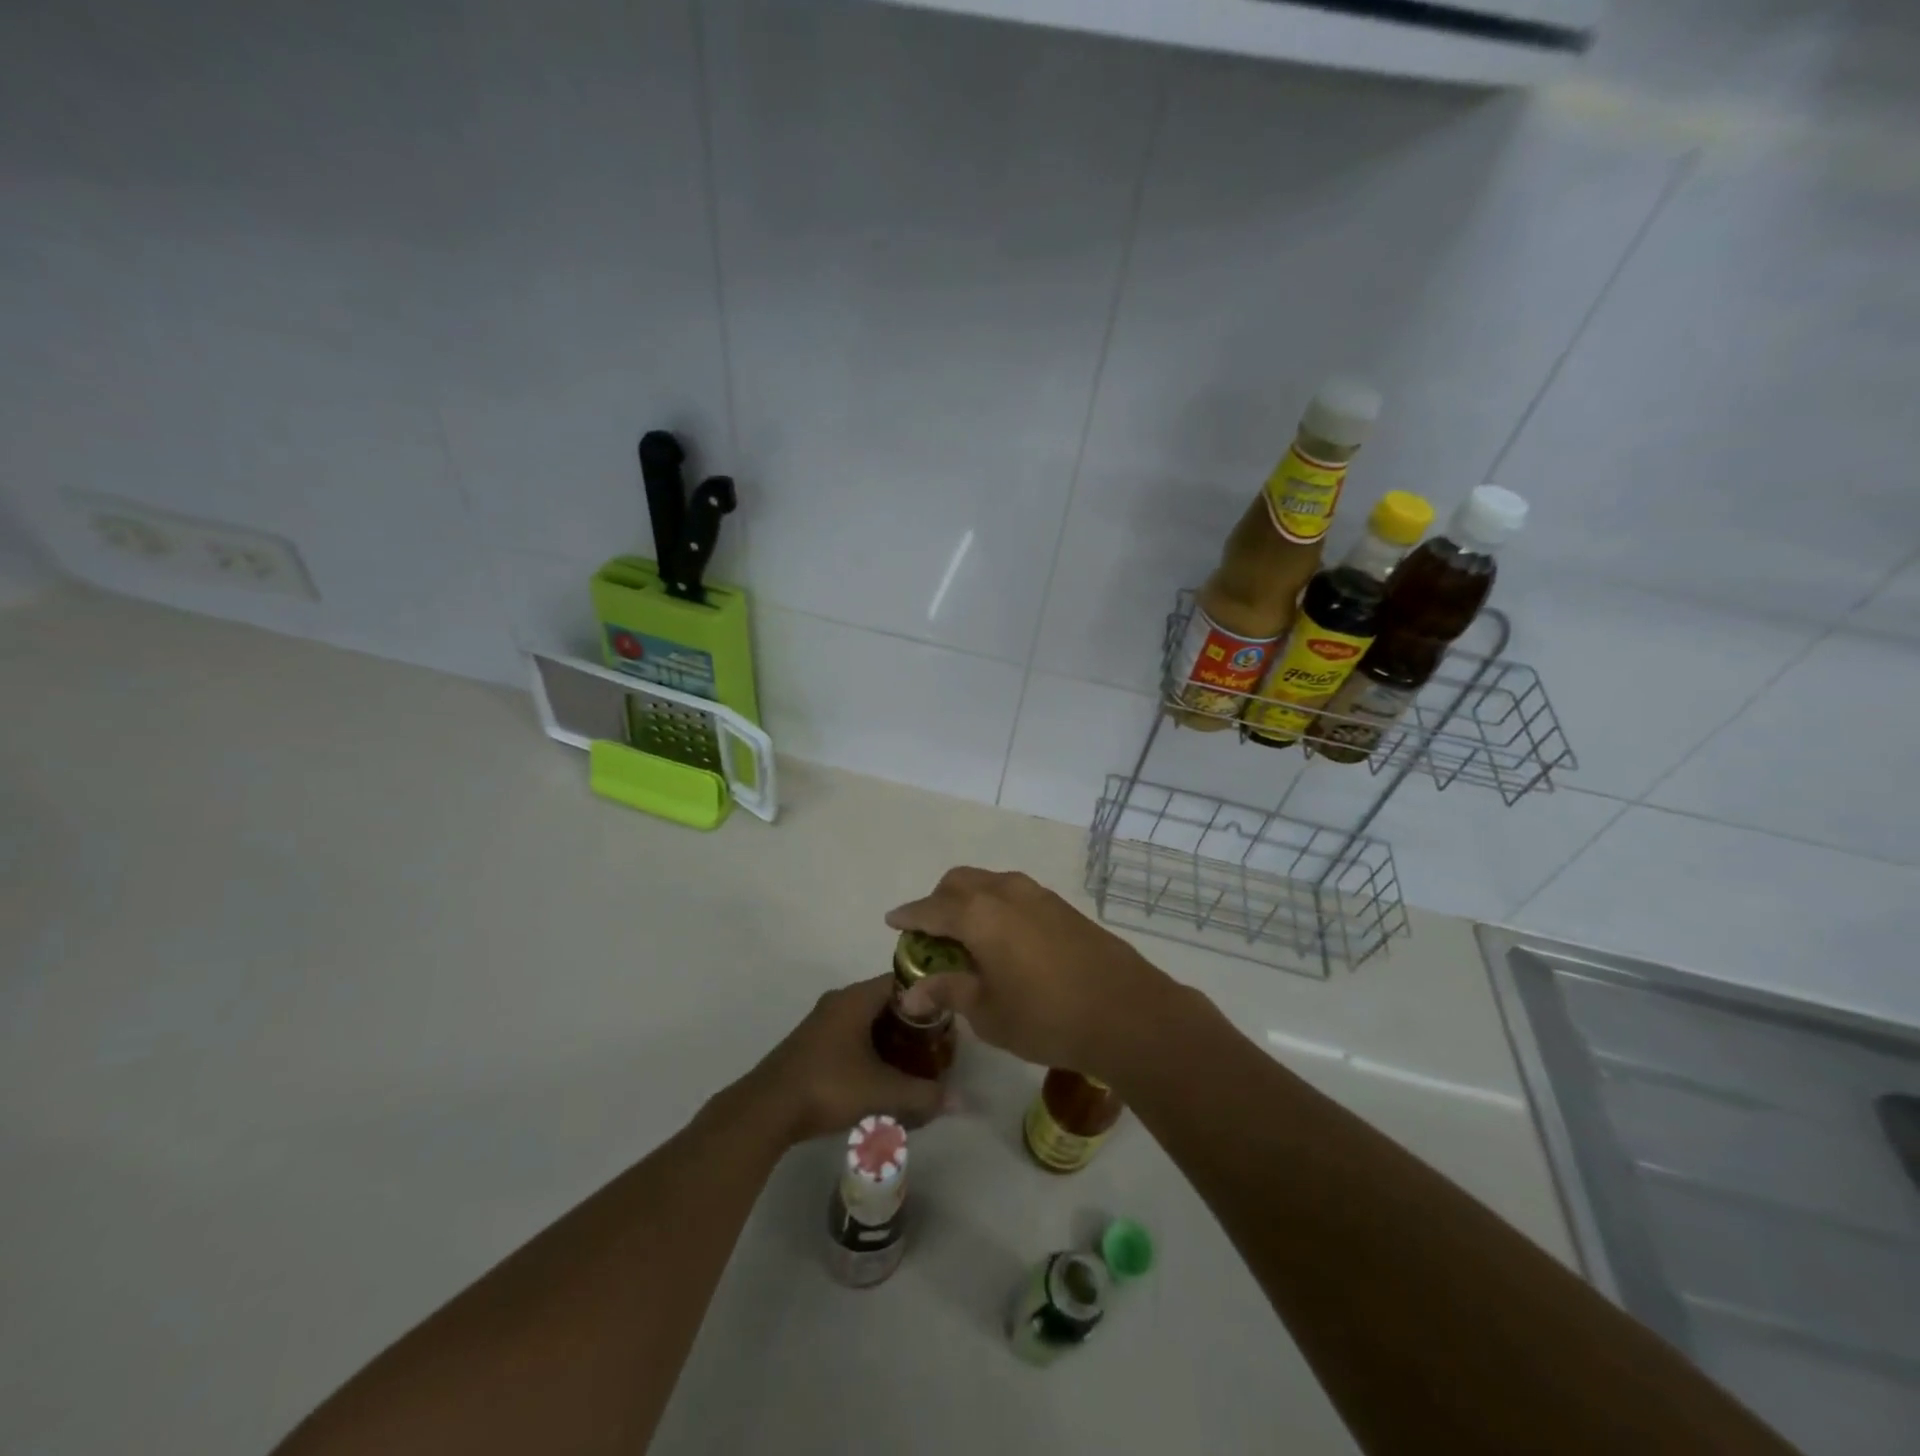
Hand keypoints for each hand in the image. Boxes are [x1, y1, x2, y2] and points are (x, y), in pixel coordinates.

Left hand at [735, 975, 950, 1146]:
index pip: (902, 981)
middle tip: (936, 1046)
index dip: (928, 996)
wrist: (766, 1110)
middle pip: (887, 1002)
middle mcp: (840, 1002)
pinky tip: (884, 1076)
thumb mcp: (881, 1092)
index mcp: (856, 998)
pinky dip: (872, 1050)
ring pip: (869, 1021)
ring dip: (892, 1039)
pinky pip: (853, 1036)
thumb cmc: (827, 1086)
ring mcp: (823, 1022)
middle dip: (913, 1023)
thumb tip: (960, 1101)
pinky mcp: (813, 1044)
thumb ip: (922, 1094)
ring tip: (915, 1064)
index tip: (947, 1018)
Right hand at [885, 868, 1179, 1083]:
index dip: (909, 916)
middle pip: (959, 882)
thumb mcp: (989, 1013)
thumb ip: (949, 991)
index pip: (931, 909)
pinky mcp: (1062, 906)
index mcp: (979, 915)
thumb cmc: (1047, 1018)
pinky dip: (997, 906)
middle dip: (939, 901)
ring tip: (968, 936)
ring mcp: (1038, 895)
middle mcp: (1005, 893)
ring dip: (970, 899)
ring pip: (990, 882)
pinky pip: (1016, 894)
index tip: (893, 921)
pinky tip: (1005, 939)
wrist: (1127, 1012)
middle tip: (932, 933)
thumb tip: (912, 993)